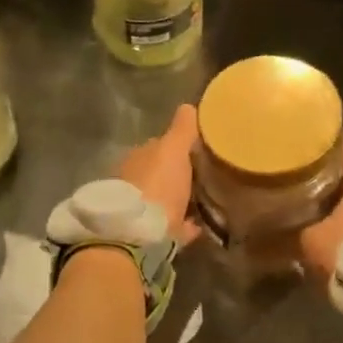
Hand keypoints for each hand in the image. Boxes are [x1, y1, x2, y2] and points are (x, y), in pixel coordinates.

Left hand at [114, 104, 202, 246]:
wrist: (138, 236)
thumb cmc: (157, 185)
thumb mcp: (173, 150)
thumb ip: (182, 130)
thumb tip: (189, 106)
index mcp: (137, 158)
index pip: (159, 147)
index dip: (178, 147)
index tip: (200, 150)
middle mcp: (134, 182)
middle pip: (161, 175)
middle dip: (179, 175)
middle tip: (207, 177)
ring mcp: (140, 210)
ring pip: (164, 200)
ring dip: (181, 200)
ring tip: (208, 202)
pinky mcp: (148, 236)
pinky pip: (172, 227)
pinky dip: (184, 225)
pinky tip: (201, 226)